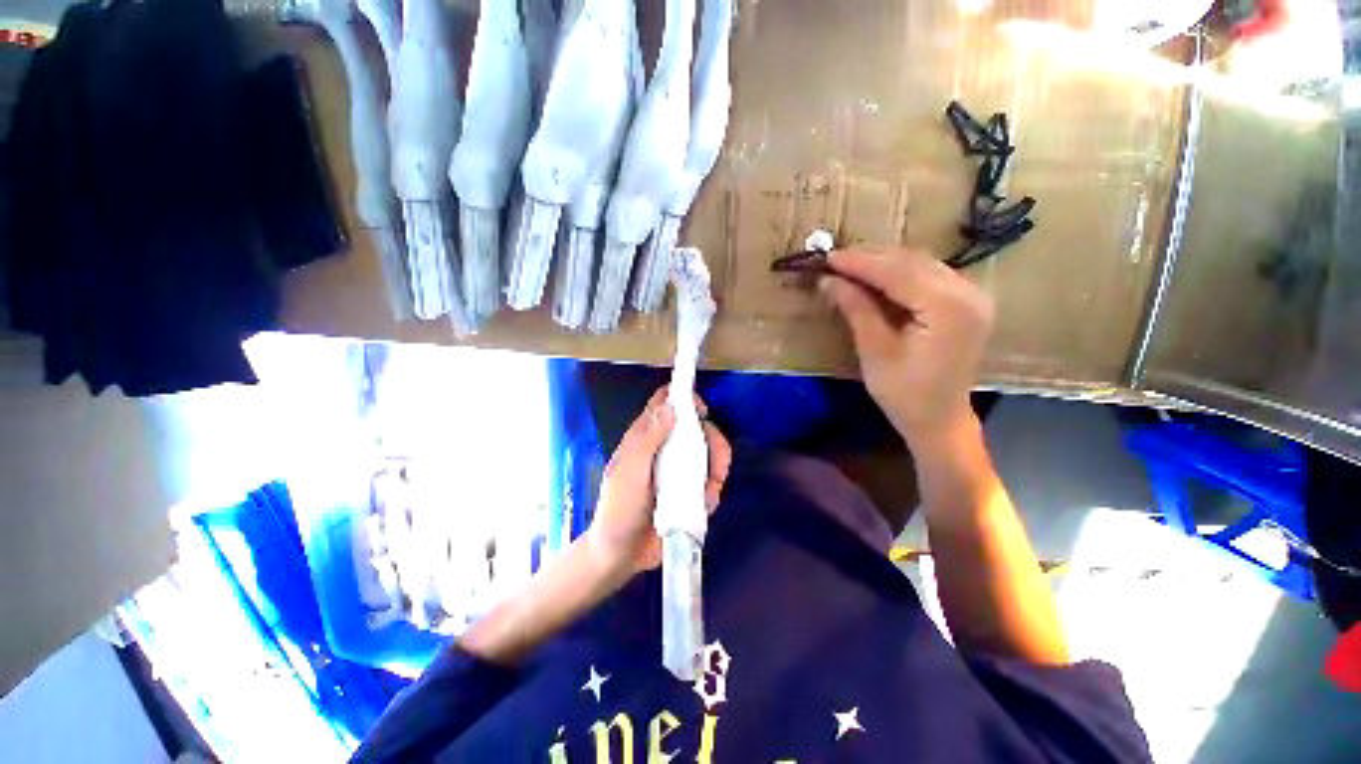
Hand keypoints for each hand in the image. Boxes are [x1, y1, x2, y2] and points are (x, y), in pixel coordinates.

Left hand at [585, 387, 732, 575]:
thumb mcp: (628, 474)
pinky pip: (707, 481)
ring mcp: (676, 471)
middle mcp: (663, 449)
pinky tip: (706, 505)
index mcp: (644, 438)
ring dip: (715, 469)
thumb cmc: (618, 511)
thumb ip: (646, 441)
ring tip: (711, 491)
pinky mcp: (686, 492)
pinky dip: (712, 491)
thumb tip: (669, 407)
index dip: (684, 398)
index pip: (664, 403)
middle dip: (712, 440)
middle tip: (718, 462)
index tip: (702, 411)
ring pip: (706, 454)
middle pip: (695, 428)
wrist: (620, 557)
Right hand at [821, 247, 993, 446]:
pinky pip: (929, 275)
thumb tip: (828, 280)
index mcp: (948, 308)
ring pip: (921, 264)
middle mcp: (968, 293)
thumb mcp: (875, 352)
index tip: (827, 258)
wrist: (940, 421)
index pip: (898, 272)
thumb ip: (856, 309)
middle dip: (870, 258)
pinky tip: (876, 276)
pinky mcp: (967, 302)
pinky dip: (899, 272)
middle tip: (834, 260)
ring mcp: (972, 295)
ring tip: (848, 265)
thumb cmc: (905, 394)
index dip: (860, 263)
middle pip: (912, 262)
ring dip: (884, 262)